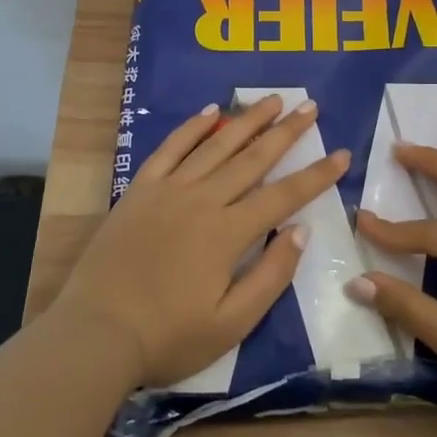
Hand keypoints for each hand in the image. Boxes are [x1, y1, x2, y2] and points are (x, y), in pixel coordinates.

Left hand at [56, 95, 350, 387]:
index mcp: (228, 233)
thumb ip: (270, 275)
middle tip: (309, 106)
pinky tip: (211, 112)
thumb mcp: (231, 324)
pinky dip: (192, 128)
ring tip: (273, 100)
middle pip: (253, 158)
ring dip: (247, 120)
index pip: (284, 196)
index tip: (342, 154)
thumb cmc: (167, 336)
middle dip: (286, 132)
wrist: (95, 333)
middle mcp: (203, 200)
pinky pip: (170, 149)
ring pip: (216, 145)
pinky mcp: (140, 189)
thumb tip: (300, 230)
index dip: (316, 175)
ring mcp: (169, 190)